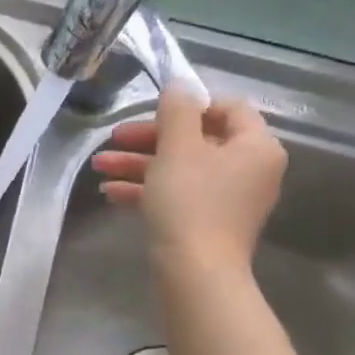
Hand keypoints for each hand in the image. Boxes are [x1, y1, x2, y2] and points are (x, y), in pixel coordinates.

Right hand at [88, 84, 286, 274]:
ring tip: (100, 167)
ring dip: (139, 165)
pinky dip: (147, 190)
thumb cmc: (190, 202)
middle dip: (149, 139)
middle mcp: (249, 170)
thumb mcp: (177, 148)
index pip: (227, 109)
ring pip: (181, 169)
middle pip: (197, 140)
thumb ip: (177, 111)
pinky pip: (178, 195)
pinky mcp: (207, 223)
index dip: (188, 106)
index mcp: (254, 146)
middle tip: (113, 139)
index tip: (151, 113)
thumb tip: (180, 83)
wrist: (195, 271)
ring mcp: (229, 199)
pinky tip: (111, 193)